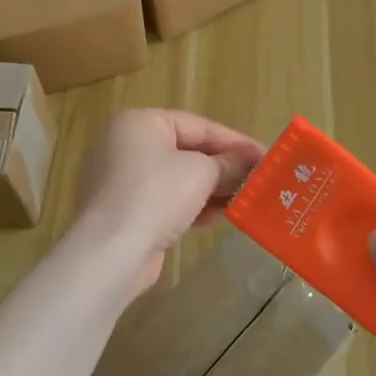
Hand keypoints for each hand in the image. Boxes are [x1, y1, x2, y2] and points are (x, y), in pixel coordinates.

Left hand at [70, 109, 263, 296]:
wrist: (110, 252)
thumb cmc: (156, 195)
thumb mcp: (201, 173)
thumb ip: (229, 164)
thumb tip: (250, 162)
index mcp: (139, 122)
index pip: (197, 125)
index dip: (234, 141)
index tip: (265, 155)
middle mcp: (125, 144)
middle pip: (186, 150)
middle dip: (222, 166)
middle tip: (257, 178)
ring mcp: (120, 179)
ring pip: (176, 178)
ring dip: (210, 188)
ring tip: (244, 198)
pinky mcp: (123, 211)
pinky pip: (164, 200)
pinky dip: (190, 205)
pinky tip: (217, 216)